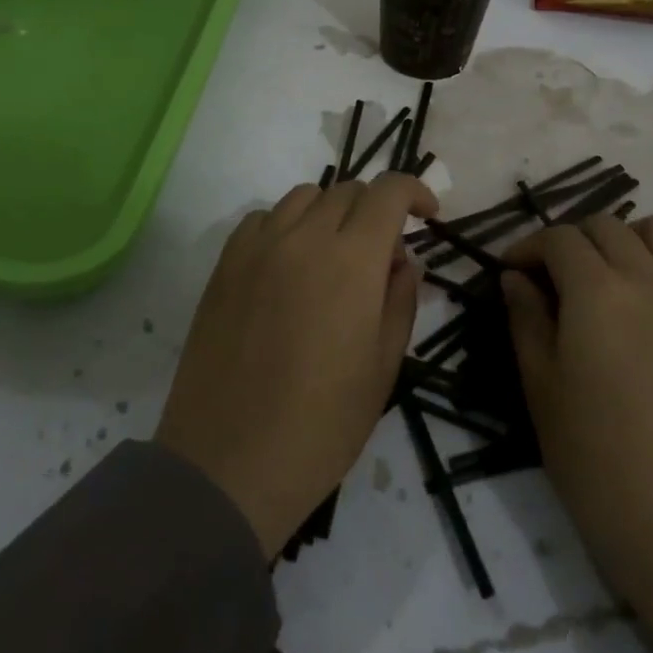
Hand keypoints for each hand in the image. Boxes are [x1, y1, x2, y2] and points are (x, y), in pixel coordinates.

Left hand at [157, 173, 438, 558]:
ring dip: (331, 213)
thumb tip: (402, 261)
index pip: (389, 192)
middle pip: (348, 190)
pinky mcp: (224, 264)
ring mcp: (258, 247)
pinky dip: (287, 226)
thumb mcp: (383, 368)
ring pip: (304, 196)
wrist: (229, 462)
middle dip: (376, 210)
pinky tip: (288, 266)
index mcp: (352, 261)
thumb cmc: (321, 426)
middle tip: (381, 256)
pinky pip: (263, 219)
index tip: (428, 215)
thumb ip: (400, 300)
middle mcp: (304, 238)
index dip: (415, 191)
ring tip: (333, 257)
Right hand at [503, 214, 652, 632]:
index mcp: (596, 291)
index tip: (509, 273)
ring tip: (608, 276)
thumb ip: (526, 319)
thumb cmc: (592, 458)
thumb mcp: (540, 386)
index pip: (558, 238)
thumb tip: (516, 278)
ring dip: (630, 239)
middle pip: (607, 226)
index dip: (526, 247)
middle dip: (571, 240)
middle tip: (550, 278)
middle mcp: (648, 283)